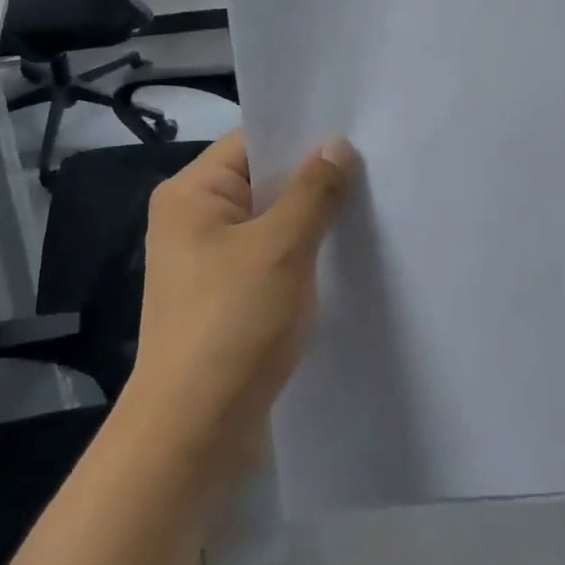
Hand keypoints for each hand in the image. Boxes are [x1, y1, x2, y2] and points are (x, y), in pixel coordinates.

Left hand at [128, 130, 357, 488]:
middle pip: (261, 181)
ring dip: (309, 220)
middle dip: (312, 179)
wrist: (193, 433)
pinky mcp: (224, 298)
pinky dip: (299, 254)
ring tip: (367, 206)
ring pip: (268, 222)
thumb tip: (337, 145)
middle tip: (373, 167)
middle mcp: (192, 219)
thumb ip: (313, 191)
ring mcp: (207, 261)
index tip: (354, 132)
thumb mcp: (281, 248)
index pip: (251, 141)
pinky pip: (267, 258)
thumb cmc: (232, 324)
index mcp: (191, 194)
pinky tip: (341, 255)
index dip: (301, 135)